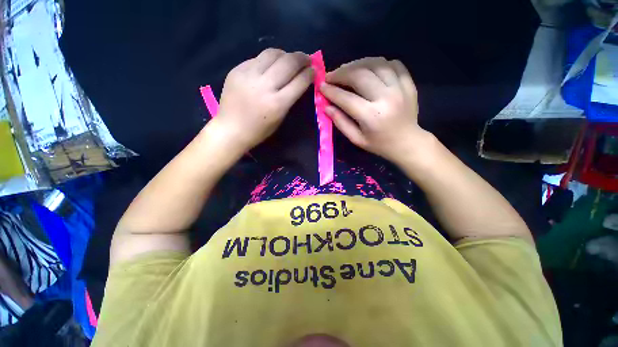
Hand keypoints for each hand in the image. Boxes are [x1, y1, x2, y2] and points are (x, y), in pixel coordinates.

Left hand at [215, 48, 313, 151]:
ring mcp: (249, 75)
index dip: (309, 74)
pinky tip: (270, 65)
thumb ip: (289, 99)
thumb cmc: (259, 130)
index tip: (314, 70)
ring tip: (289, 58)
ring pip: (272, 53)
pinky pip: (257, 58)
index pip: (299, 82)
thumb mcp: (280, 118)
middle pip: (288, 63)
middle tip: (306, 59)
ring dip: (285, 54)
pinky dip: (268, 60)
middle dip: (301, 58)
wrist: (231, 129)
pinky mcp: (237, 70)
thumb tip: (298, 81)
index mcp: (277, 104)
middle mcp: (264, 86)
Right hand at [320, 57, 428, 163]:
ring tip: (347, 70)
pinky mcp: (408, 83)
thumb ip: (340, 122)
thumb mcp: (356, 139)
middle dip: (341, 73)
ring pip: (376, 64)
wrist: (407, 142)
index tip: (321, 86)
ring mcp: (400, 88)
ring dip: (357, 64)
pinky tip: (369, 70)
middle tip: (331, 76)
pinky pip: (393, 64)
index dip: (331, 91)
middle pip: (360, 75)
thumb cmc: (379, 144)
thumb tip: (326, 107)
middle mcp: (386, 98)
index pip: (346, 98)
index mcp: (372, 116)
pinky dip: (378, 63)